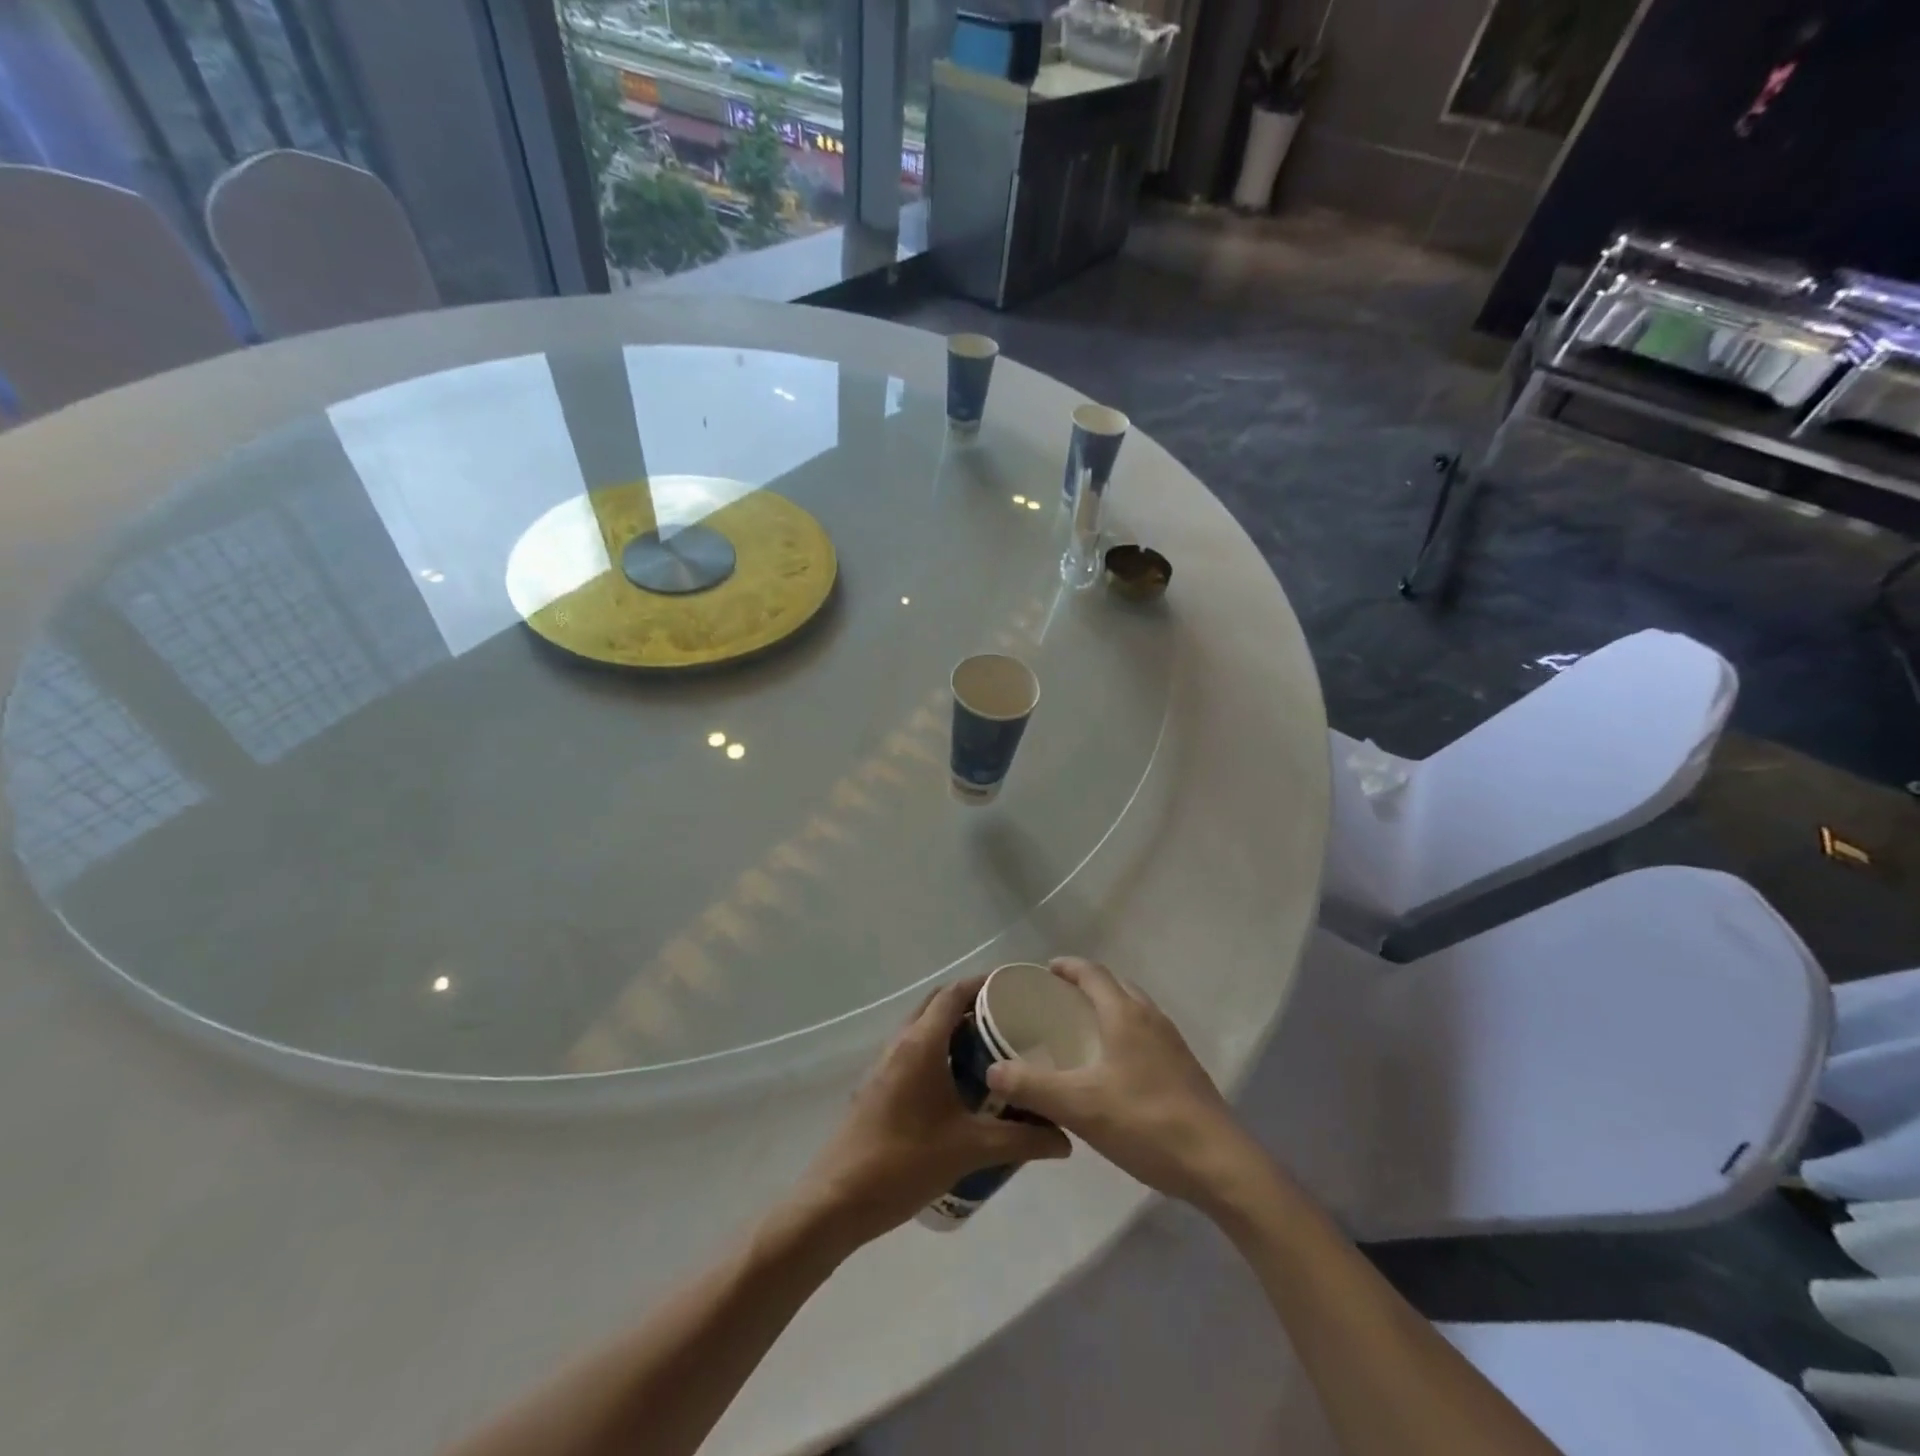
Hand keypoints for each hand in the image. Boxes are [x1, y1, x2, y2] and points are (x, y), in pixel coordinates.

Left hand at [788, 977, 1070, 1249]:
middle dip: (971, 1003)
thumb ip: (1022, 1140)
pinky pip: (913, 1050)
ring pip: (923, 1027)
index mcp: (921, 1044)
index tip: (1016, 987)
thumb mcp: (971, 1150)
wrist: (838, 1200)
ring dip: (953, 1027)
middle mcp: (900, 1042)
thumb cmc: (905, 1163)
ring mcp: (884, 1064)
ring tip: (992, 1048)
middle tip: (1009, 1018)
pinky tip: (961, 1083)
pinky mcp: (878, 1085)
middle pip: (938, 1004)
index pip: (954, 993)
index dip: (984, 983)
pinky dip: (939, 1049)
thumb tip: (1066, 1139)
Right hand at [984, 958, 1259, 1209]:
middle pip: (1115, 986)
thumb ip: (1032, 1086)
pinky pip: (1146, 1034)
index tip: (1044, 971)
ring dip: (1107, 1009)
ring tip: (1081, 1032)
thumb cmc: (1145, 1123)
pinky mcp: (1184, 1068)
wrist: (1219, 1164)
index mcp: (1125, 1014)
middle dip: (1086, 986)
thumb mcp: (1079, 1107)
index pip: (1092, 973)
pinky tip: (1112, 1068)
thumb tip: (992, 1070)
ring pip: (1133, 1010)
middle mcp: (1150, 1018)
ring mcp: (1172, 1043)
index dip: (1067, 967)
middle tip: (1057, 1002)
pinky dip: (1123, 1033)